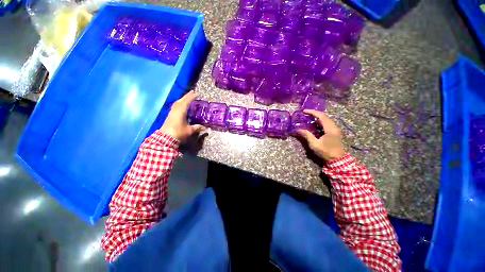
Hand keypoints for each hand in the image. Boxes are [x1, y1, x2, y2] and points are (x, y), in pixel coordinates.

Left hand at [160, 90, 204, 141]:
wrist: (165, 139)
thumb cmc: (178, 133)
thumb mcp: (189, 131)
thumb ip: (197, 128)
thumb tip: (206, 127)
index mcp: (181, 112)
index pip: (186, 102)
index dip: (191, 97)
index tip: (196, 93)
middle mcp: (175, 110)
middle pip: (181, 100)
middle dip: (187, 96)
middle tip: (192, 92)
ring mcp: (172, 113)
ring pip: (177, 103)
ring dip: (183, 99)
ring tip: (187, 97)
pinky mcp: (170, 116)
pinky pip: (175, 106)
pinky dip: (179, 103)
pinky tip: (181, 105)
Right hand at [296, 109, 345, 161]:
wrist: (338, 160)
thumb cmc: (326, 152)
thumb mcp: (314, 144)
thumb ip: (307, 135)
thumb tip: (298, 129)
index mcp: (330, 129)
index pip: (321, 116)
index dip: (312, 112)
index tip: (304, 111)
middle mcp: (334, 127)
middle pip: (324, 116)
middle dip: (314, 113)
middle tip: (305, 114)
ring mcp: (335, 129)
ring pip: (326, 119)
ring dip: (317, 117)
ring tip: (308, 118)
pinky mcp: (335, 132)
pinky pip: (327, 123)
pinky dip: (320, 121)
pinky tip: (314, 124)